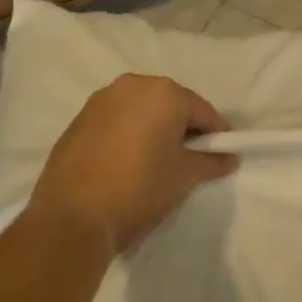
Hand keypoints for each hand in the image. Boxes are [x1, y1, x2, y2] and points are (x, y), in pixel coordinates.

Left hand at [29, 74, 235, 252]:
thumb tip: (230, 158)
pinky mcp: (80, 118)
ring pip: (141, 110)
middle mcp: (133, 85)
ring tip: (157, 161)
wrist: (72, 216)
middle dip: (183, 127)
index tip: (223, 154)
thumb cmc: (138, 189)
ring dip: (153, 128)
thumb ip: (211, 162)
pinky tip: (127, 162)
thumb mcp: (184, 177)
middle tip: (191, 157)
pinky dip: (128, 133)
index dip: (216, 133)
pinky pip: (117, 119)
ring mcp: (102, 99)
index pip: (201, 110)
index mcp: (164, 92)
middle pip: (170, 104)